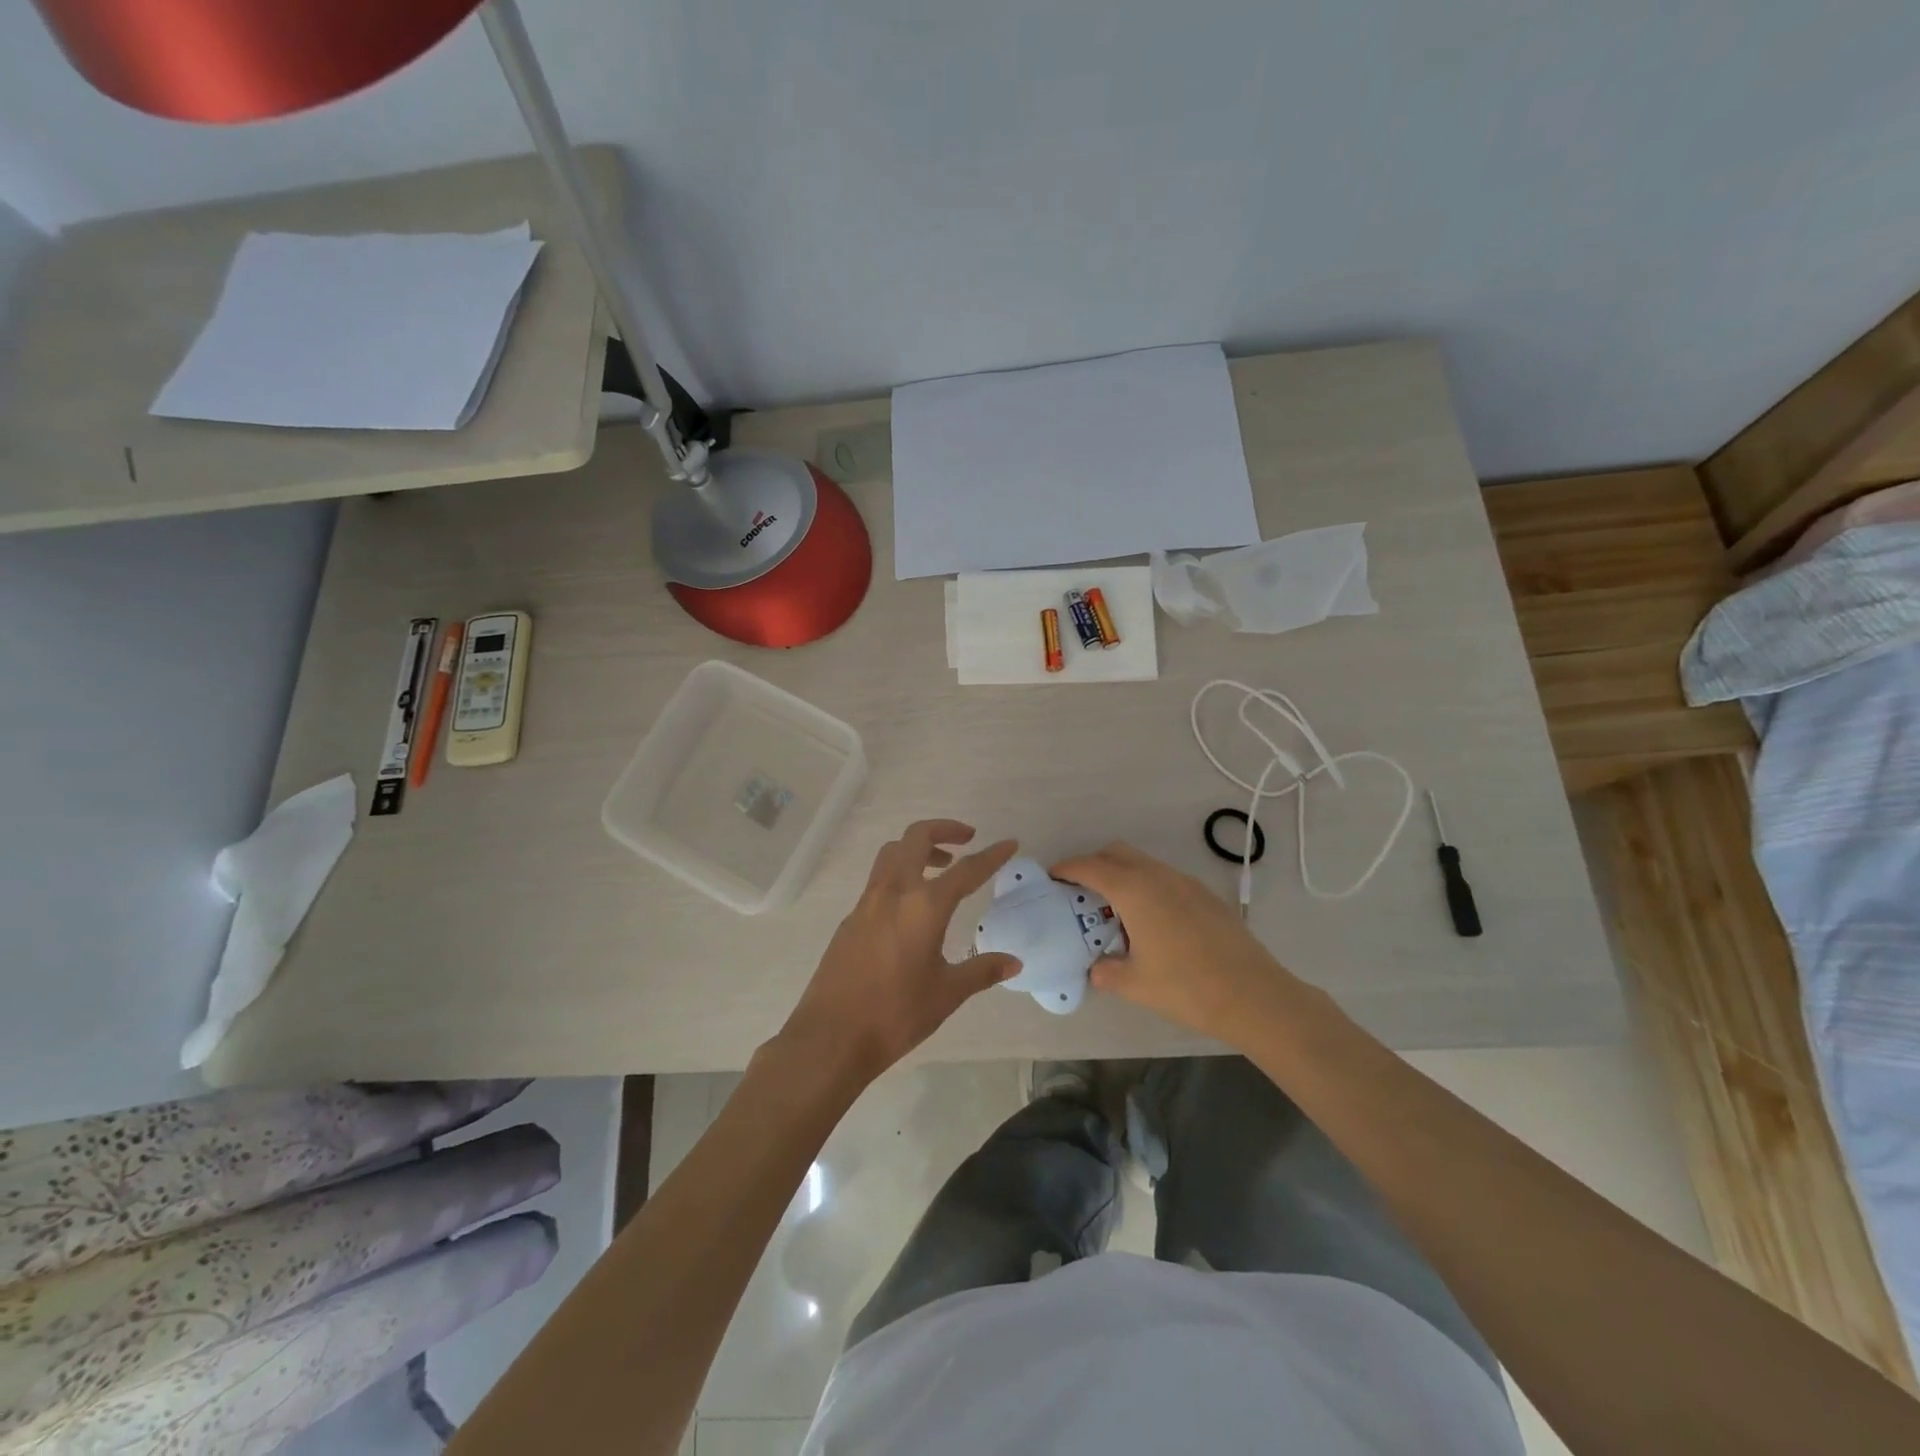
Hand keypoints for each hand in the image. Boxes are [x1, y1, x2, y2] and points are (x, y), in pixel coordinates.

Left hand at [778, 821, 1020, 1087]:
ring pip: (892, 853)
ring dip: (917, 848)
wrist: (831, 1036)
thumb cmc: (896, 1014)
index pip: (966, 870)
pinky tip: (911, 907)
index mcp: (924, 906)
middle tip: (967, 839)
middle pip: (916, 838)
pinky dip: (899, 874)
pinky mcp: (850, 918)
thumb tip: (1014, 963)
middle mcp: (893, 892)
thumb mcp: (947, 993)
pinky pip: (878, 879)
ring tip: (940, 866)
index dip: (991, 856)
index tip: (1009, 843)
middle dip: (944, 829)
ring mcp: (867, 902)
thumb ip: (981, 971)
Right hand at [1050, 841, 1307, 1044]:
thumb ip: (1107, 971)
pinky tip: (1152, 923)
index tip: (1052, 877)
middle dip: (1094, 864)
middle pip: (1117, 853)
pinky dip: (1147, 887)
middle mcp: (1158, 876)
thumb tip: (1097, 968)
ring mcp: (1186, 883)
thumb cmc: (1187, 988)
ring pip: (1144, 863)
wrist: (1255, 996)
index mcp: (1135, 891)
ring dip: (1123, 876)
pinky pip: (1165, 879)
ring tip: (1116, 912)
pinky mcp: (1206, 896)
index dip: (1067, 869)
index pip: (1091, 867)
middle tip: (1081, 893)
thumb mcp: (1135, 984)